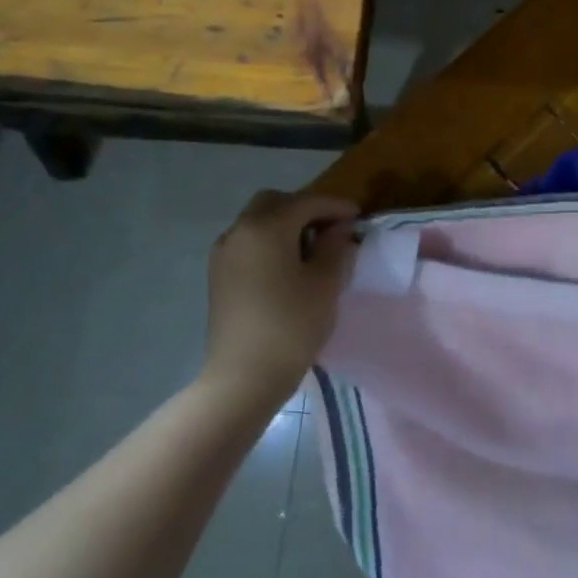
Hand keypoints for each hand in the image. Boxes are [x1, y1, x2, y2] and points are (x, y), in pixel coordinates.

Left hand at [202, 190, 357, 401]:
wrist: (244, 375)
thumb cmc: (292, 324)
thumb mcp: (325, 282)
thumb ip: (335, 247)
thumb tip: (338, 228)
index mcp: (267, 227)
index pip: (306, 202)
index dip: (335, 205)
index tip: (358, 215)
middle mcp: (239, 231)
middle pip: (274, 203)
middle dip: (304, 208)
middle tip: (331, 228)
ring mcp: (224, 253)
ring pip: (257, 221)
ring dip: (285, 224)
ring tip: (312, 247)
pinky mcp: (218, 275)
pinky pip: (248, 242)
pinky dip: (270, 241)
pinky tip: (288, 265)